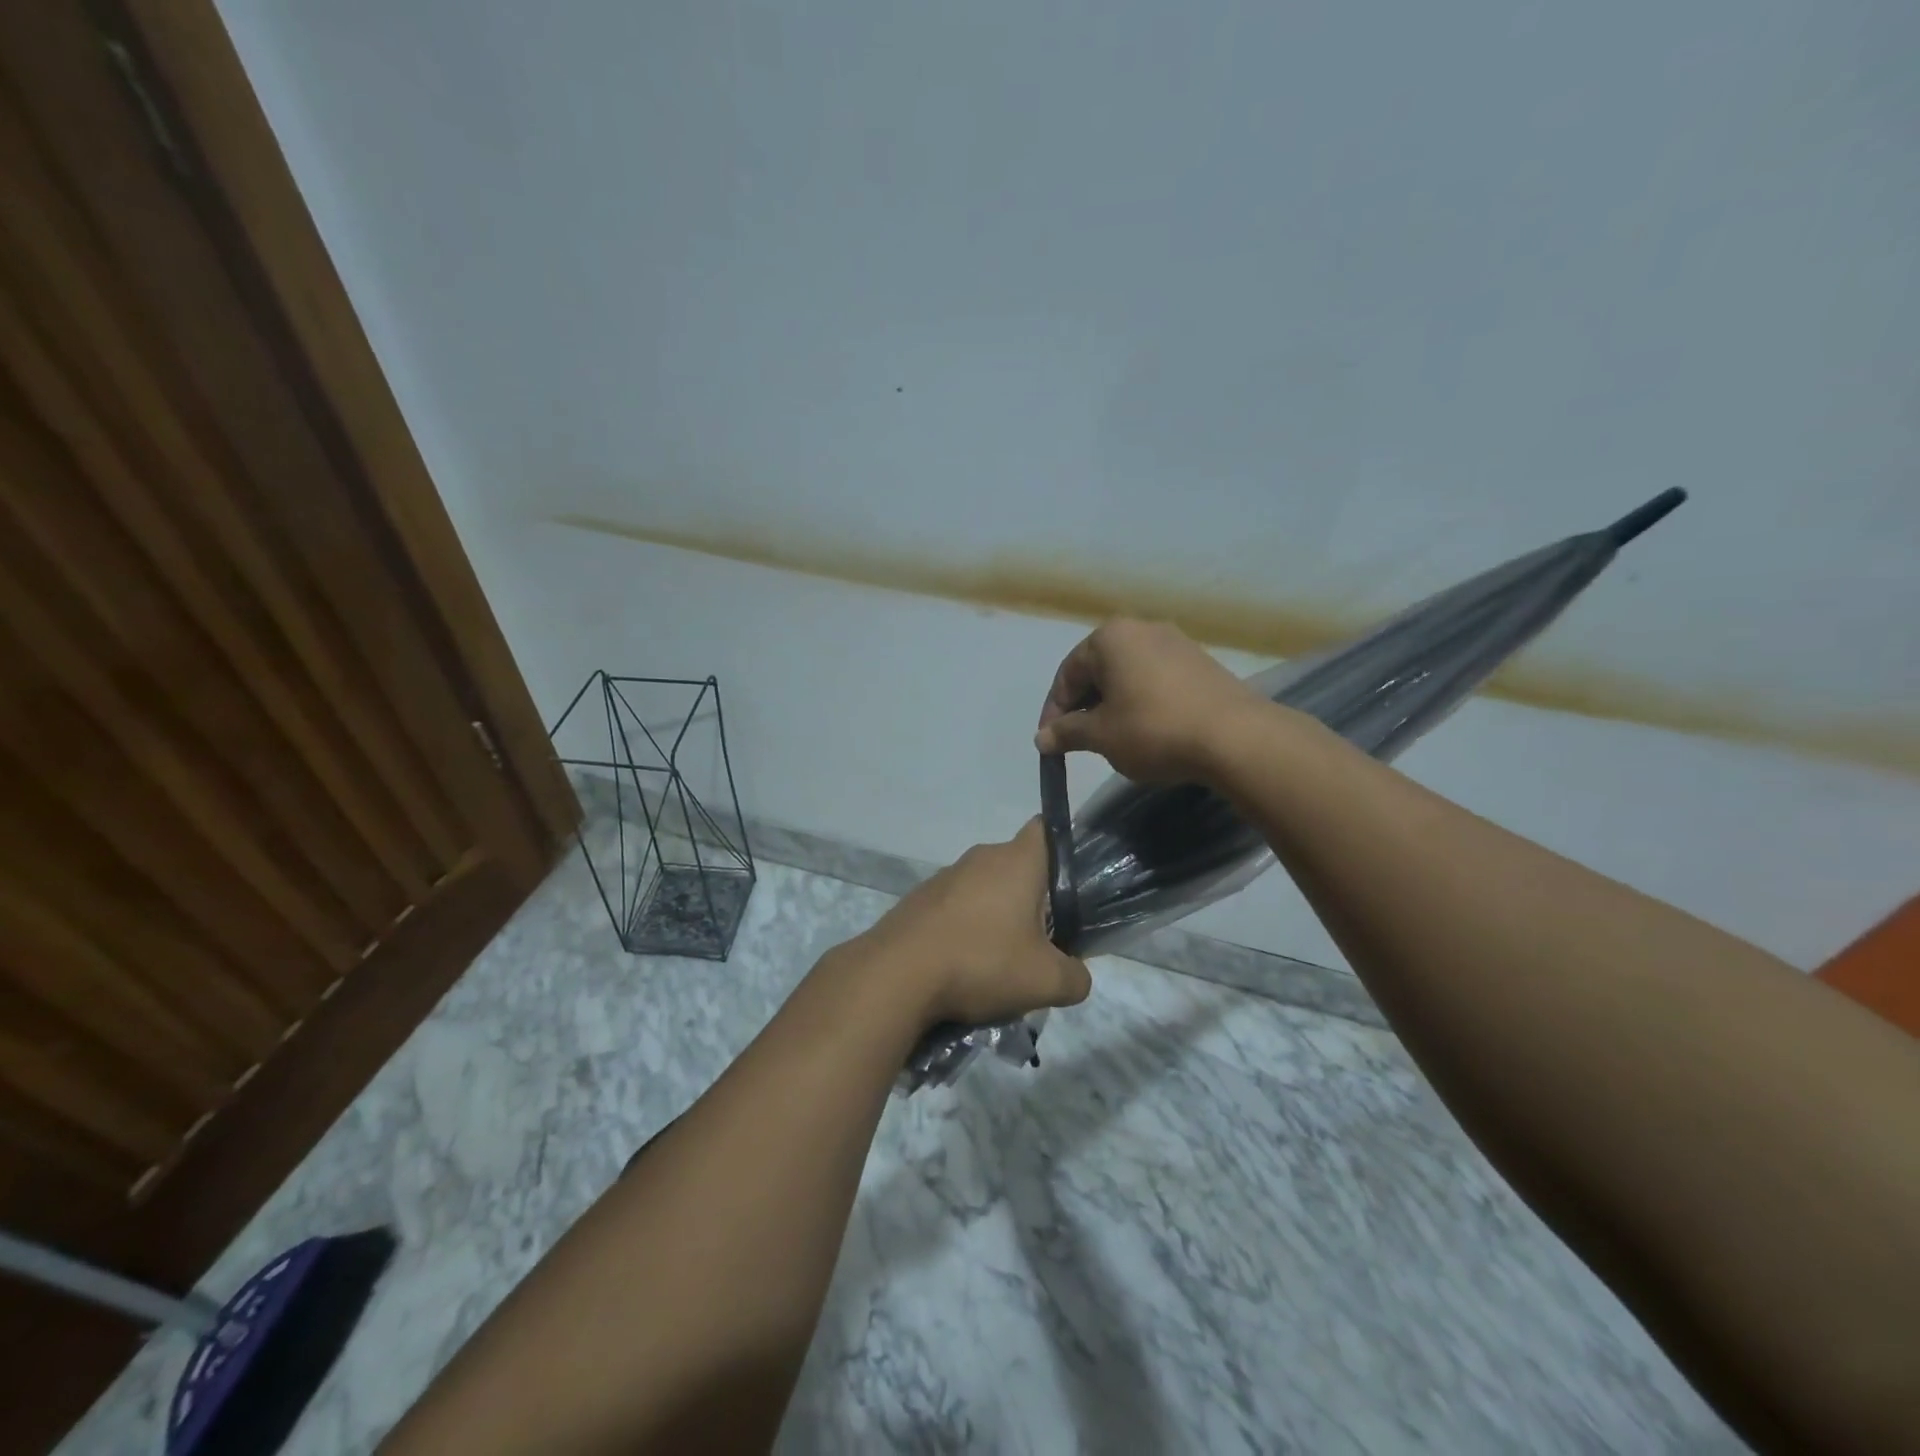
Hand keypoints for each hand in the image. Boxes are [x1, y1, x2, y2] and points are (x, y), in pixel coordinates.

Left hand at [856, 820, 1091, 1026]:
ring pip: (984, 889)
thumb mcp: (1045, 981)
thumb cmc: (981, 962)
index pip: (1047, 830)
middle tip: (1042, 939)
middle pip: (1018, 866)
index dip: (1063, 849)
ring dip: (996, 916)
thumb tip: (1076, 976)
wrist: (897, 975)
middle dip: (1032, 898)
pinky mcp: (919, 899)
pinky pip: (955, 907)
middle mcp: (981, 858)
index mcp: (1016, 861)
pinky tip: (963, 966)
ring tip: (1000, 961)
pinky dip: (965, 929)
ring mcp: (945, 877)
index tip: (1071, 884)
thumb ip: (1075, 978)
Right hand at [1033, 618, 1267, 783]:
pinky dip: (1141, 701)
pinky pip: (1155, 679)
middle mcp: (1141, 628)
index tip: (1051, 743)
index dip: (1054, 711)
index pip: (1067, 674)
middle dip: (1084, 706)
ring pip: (1127, 675)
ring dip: (1112, 705)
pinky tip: (1147, 730)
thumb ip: (1067, 732)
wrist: (1235, 737)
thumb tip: (1042, 738)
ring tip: (1112, 738)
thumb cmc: (1154, 729)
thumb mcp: (1101, 735)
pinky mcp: (1200, 662)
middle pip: (1098, 670)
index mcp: (1109, 638)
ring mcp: (1175, 642)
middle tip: (1079, 741)